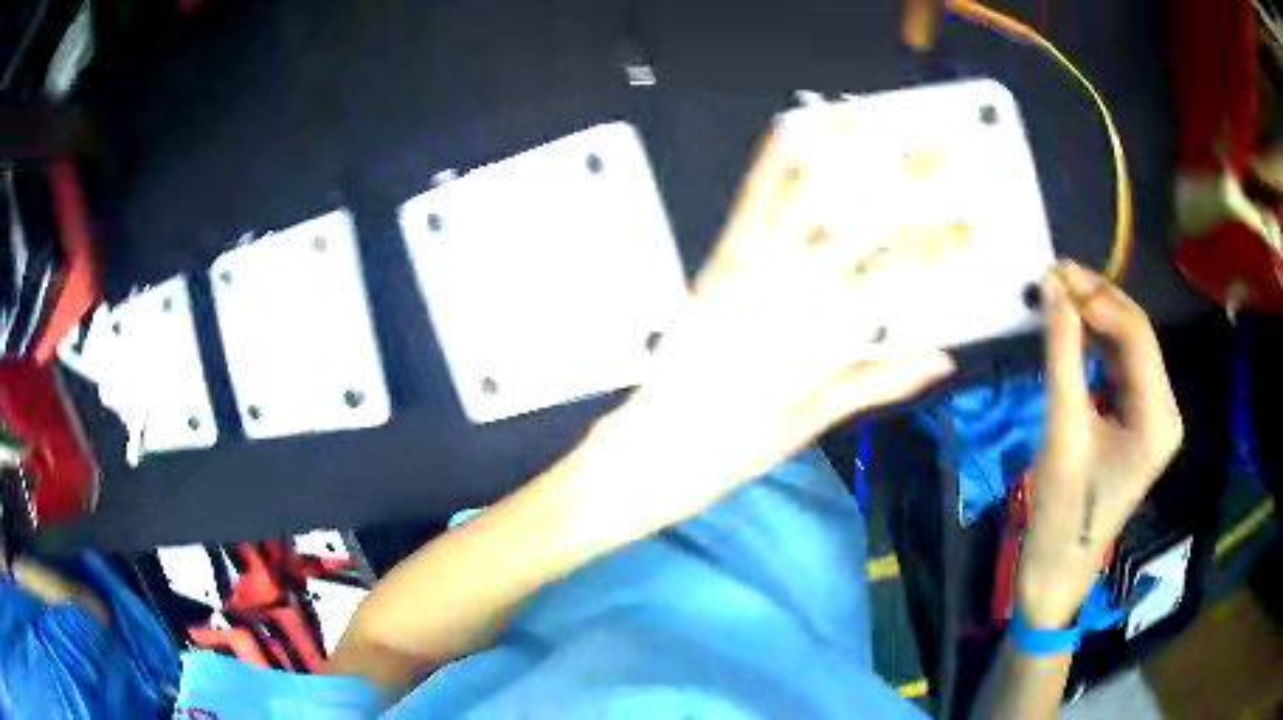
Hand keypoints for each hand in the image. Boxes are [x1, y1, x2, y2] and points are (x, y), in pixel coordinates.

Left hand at [588, 113, 954, 528]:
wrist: (651, 448)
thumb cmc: (731, 450)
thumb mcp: (813, 424)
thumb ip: (878, 382)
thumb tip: (939, 357)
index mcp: (817, 347)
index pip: (894, 280)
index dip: (938, 249)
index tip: (969, 229)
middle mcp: (784, 299)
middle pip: (859, 224)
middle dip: (909, 182)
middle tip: (944, 154)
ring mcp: (744, 275)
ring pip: (804, 200)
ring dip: (843, 153)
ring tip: (874, 119)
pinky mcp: (715, 265)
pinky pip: (747, 205)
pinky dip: (771, 161)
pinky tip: (791, 127)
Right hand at [1018, 261, 1183, 627]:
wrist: (1059, 567)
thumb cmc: (1063, 511)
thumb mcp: (1063, 431)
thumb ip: (1062, 356)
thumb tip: (1052, 291)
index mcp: (1158, 418)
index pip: (1135, 334)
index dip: (1096, 297)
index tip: (1053, 274)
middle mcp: (1166, 410)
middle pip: (1137, 335)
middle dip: (1096, 301)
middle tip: (1053, 278)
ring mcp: (1155, 416)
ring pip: (1129, 347)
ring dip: (1096, 319)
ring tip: (1058, 297)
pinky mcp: (1140, 422)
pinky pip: (1122, 368)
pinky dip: (1097, 344)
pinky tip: (1073, 331)